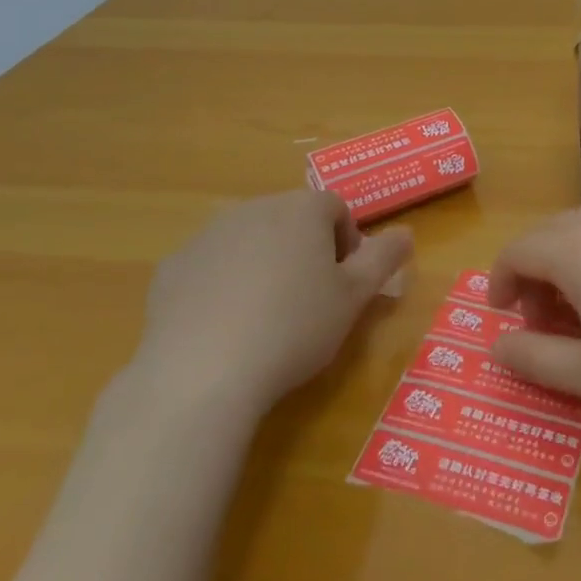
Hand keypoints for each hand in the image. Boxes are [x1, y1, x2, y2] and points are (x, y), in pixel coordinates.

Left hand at [128, 190, 412, 416]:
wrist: (202, 372)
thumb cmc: (294, 328)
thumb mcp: (354, 298)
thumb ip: (383, 259)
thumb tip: (406, 233)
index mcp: (302, 209)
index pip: (336, 209)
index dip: (347, 242)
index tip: (345, 283)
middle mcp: (254, 208)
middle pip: (291, 219)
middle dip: (305, 250)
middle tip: (310, 301)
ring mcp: (208, 235)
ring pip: (249, 240)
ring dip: (263, 264)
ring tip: (266, 316)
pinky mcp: (174, 267)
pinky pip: (209, 267)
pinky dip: (221, 285)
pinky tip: (224, 327)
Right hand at [487, 203, 580, 454]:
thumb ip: (533, 357)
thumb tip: (496, 347)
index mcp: (580, 249)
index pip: (521, 249)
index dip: (500, 281)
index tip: (501, 319)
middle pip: (552, 231)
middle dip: (534, 269)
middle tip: (538, 320)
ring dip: (568, 258)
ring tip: (578, 309)